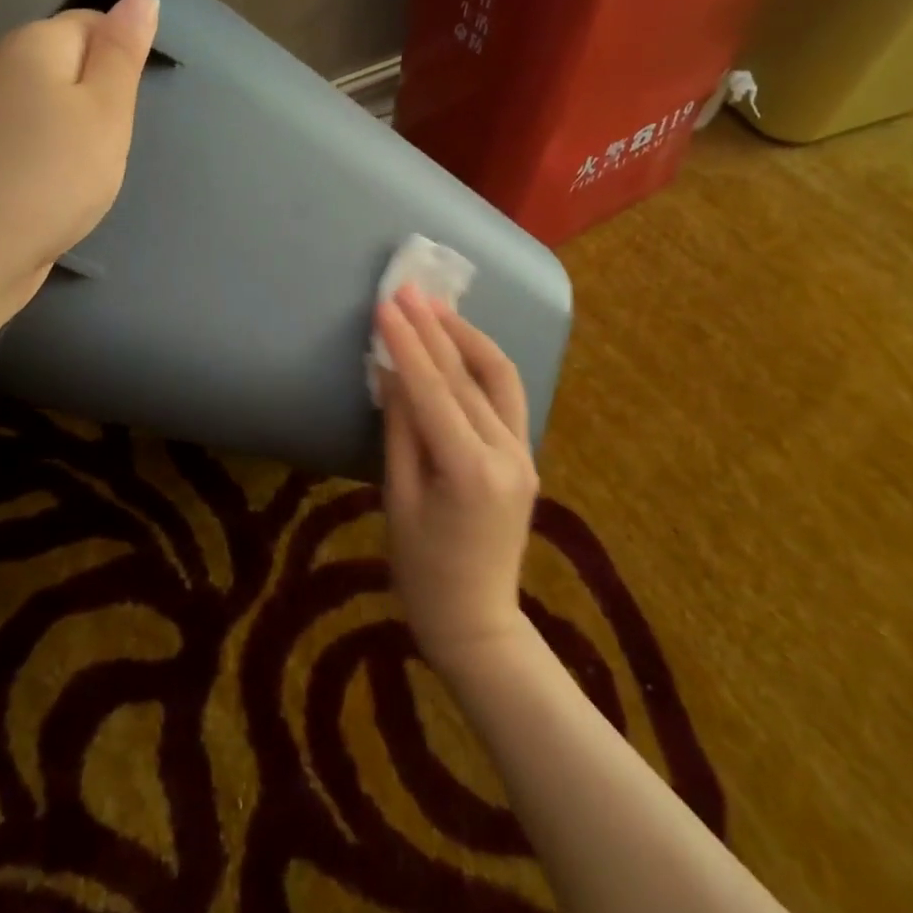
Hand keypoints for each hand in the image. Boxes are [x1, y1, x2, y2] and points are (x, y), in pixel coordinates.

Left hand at [0, 0, 158, 321]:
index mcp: (33, 42)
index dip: (121, 57)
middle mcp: (2, 63)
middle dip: (102, 93)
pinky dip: (56, 149)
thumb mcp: (107, 108)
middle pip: (70, 60)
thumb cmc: (56, 172)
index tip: (133, 104)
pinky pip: (34, 130)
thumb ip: (124, 51)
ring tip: (91, 165)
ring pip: (53, 99)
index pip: (92, 22)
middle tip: (115, 139)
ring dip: (81, 125)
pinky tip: (64, 180)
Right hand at [376, 285, 539, 671]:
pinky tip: (460, 344)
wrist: (477, 622)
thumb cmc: (422, 572)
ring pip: (499, 378)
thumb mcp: (398, 500)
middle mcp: (507, 454)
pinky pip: (506, 397)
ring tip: (437, 307)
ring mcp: (524, 454)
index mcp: (470, 472)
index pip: (434, 391)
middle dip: (435, 328)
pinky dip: (482, 364)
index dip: (408, 345)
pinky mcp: (526, 457)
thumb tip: (390, 372)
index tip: (387, 306)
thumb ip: (399, 430)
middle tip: (408, 290)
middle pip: (468, 376)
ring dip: (467, 337)